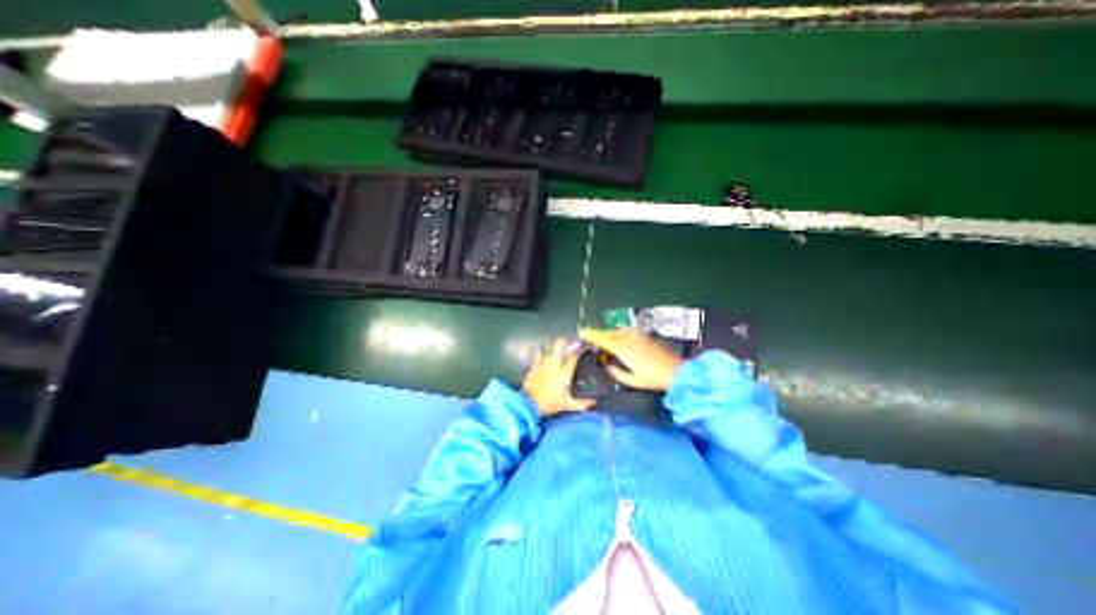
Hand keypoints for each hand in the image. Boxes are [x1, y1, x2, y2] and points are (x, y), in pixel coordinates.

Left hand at [525, 337, 598, 416]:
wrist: (528, 404)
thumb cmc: (549, 403)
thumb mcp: (567, 404)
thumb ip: (582, 403)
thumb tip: (594, 403)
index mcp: (564, 372)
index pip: (574, 355)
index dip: (580, 350)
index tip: (584, 347)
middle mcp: (555, 363)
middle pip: (561, 345)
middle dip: (567, 341)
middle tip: (572, 343)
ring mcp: (543, 362)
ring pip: (551, 348)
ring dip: (557, 348)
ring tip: (561, 350)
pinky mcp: (534, 364)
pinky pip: (540, 353)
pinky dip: (544, 352)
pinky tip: (546, 356)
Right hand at [576, 329, 682, 390]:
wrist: (676, 372)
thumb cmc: (653, 379)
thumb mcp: (633, 381)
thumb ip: (617, 373)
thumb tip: (607, 366)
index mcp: (624, 352)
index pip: (605, 341)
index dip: (593, 336)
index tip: (584, 332)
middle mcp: (629, 342)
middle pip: (611, 335)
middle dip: (600, 335)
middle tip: (592, 338)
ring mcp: (638, 338)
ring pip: (619, 332)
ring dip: (609, 332)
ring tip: (603, 336)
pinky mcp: (645, 338)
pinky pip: (630, 330)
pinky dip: (622, 329)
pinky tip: (620, 328)